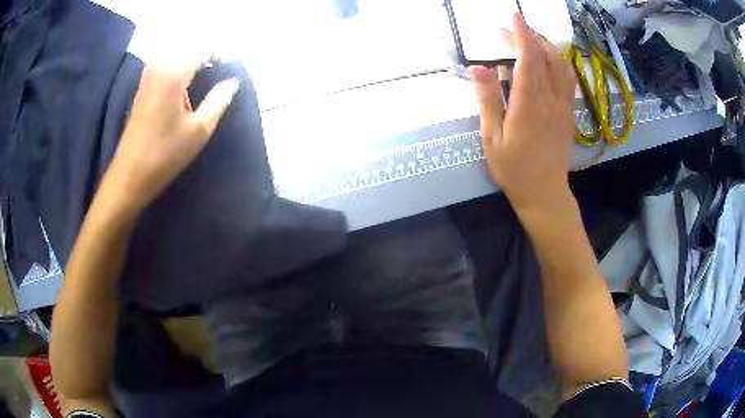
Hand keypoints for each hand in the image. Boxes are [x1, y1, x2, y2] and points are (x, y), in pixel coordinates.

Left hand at [104, 60, 239, 212]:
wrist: (130, 175)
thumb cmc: (165, 154)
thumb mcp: (199, 130)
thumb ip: (218, 100)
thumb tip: (233, 81)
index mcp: (174, 75)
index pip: (201, 49)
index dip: (219, 54)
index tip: (230, 67)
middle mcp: (158, 69)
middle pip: (185, 48)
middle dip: (203, 54)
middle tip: (216, 70)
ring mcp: (147, 79)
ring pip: (172, 54)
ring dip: (188, 59)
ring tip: (201, 75)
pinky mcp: (141, 90)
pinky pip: (161, 65)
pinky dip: (174, 67)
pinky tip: (181, 85)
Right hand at [469, 13, 576, 210]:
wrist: (545, 193)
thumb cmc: (514, 169)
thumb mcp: (492, 138)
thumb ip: (488, 100)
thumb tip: (478, 68)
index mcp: (529, 104)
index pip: (528, 59)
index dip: (520, 35)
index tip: (513, 17)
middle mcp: (550, 100)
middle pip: (546, 57)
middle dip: (529, 36)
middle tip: (511, 28)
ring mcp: (563, 106)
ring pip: (561, 66)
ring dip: (546, 46)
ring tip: (530, 38)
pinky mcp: (568, 113)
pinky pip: (568, 80)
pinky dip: (559, 62)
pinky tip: (549, 59)